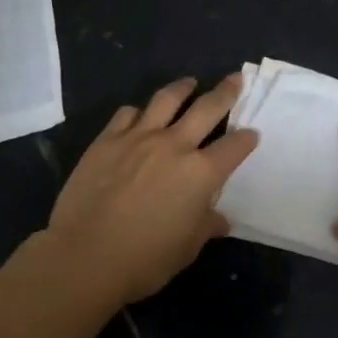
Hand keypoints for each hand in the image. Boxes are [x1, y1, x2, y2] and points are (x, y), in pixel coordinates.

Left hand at [44, 75, 258, 306]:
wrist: (84, 256)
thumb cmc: (144, 259)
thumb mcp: (186, 248)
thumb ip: (205, 226)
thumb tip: (218, 219)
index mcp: (201, 173)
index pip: (234, 147)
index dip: (246, 139)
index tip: (252, 134)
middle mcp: (174, 145)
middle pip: (207, 108)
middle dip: (226, 92)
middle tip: (235, 79)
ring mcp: (138, 138)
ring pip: (166, 99)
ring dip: (182, 87)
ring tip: (189, 82)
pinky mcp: (107, 140)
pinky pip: (127, 114)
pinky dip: (138, 112)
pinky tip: (139, 115)